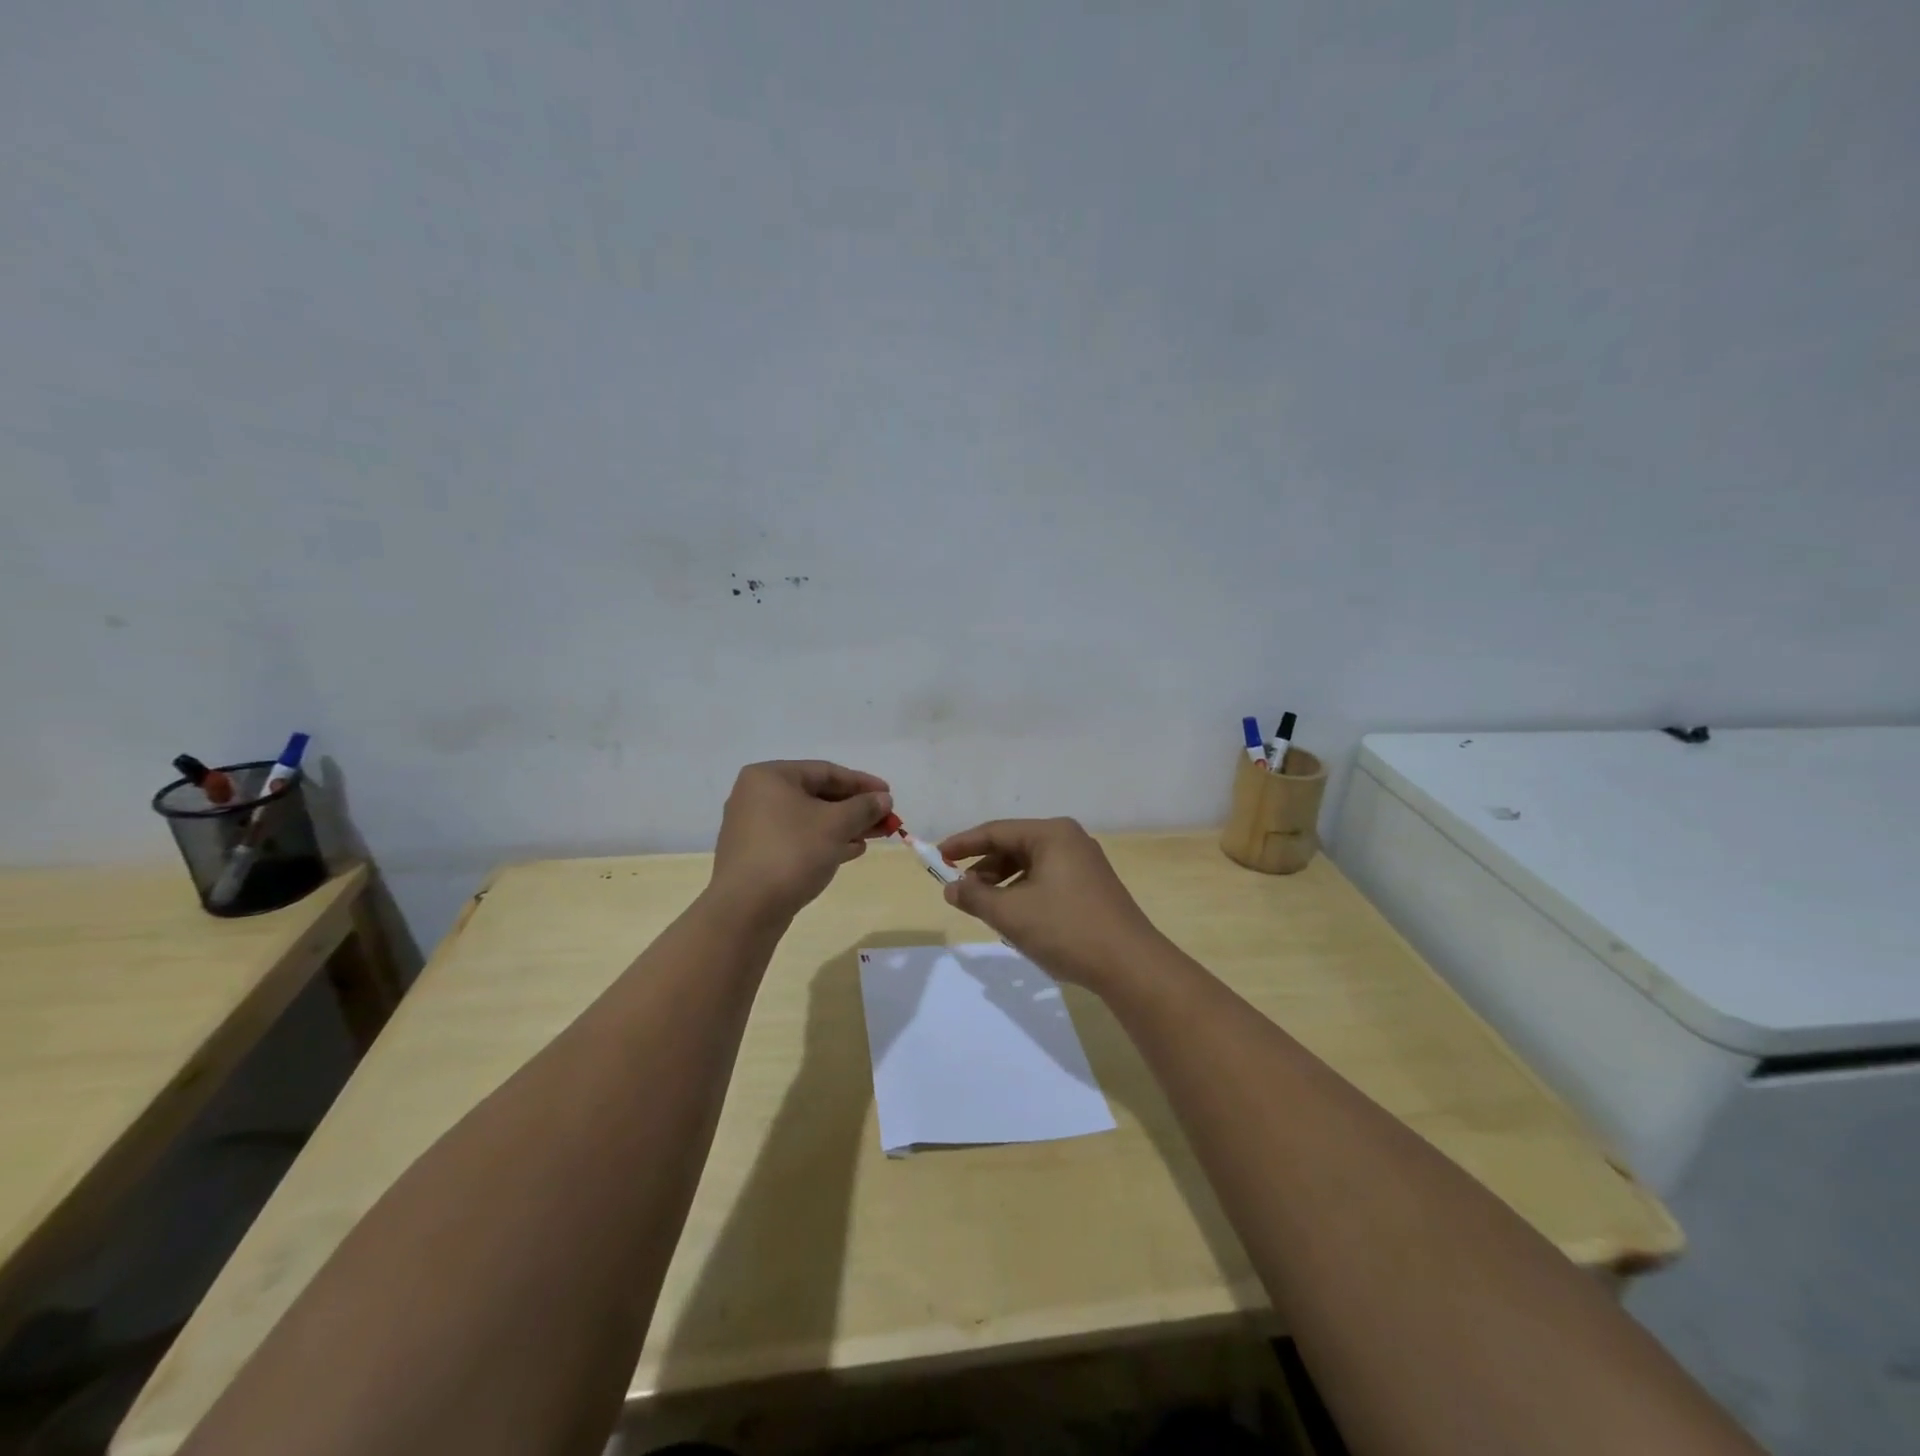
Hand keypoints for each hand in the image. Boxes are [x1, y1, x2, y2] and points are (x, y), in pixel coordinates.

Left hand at [710, 761, 891, 923]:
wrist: (745, 910)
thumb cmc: (792, 853)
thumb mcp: (835, 825)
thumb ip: (863, 807)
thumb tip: (883, 799)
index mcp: (770, 777)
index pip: (825, 771)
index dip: (862, 782)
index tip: (888, 794)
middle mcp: (757, 796)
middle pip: (817, 795)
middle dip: (855, 808)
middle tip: (885, 819)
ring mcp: (754, 827)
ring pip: (809, 820)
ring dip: (844, 826)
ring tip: (875, 836)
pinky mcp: (757, 855)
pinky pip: (798, 839)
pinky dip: (825, 842)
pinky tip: (851, 851)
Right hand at [937, 818, 1165, 989]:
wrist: (1130, 965)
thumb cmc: (1066, 929)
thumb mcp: (1011, 913)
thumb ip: (975, 897)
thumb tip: (952, 888)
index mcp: (1052, 834)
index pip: (996, 831)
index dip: (963, 844)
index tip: (937, 857)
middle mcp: (1069, 840)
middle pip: (1014, 847)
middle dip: (984, 869)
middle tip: (960, 891)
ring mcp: (1084, 864)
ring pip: (1030, 866)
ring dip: (1003, 884)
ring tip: (985, 909)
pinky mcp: (1091, 887)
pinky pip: (1047, 880)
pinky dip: (1024, 893)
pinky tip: (1016, 918)